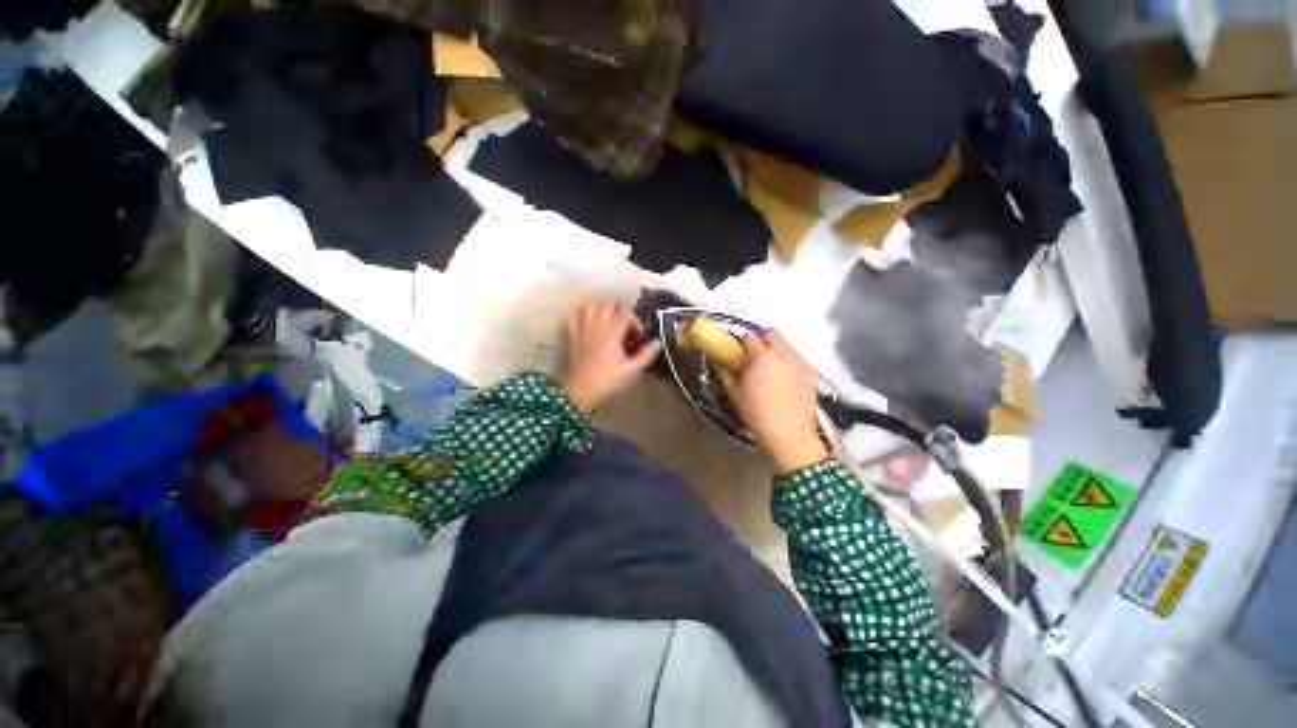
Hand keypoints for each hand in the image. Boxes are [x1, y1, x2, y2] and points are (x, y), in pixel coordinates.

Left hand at [562, 298, 661, 411]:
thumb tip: (658, 342)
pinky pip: (575, 315)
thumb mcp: (632, 370)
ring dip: (601, 309)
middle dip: (619, 310)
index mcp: (613, 331)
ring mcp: (582, 327)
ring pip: (591, 305)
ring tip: (608, 321)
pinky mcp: (571, 334)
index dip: (635, 321)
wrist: (579, 391)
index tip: (638, 336)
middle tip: (625, 325)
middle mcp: (597, 324)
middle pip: (609, 303)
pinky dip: (583, 314)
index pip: (626, 313)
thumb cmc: (608, 381)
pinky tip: (589, 323)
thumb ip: (646, 354)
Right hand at [720, 330, 827, 472]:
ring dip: (775, 351)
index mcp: (761, 357)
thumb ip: (726, 373)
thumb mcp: (735, 395)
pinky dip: (788, 362)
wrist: (790, 437)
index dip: (741, 343)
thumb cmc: (757, 416)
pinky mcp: (811, 373)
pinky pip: (796, 359)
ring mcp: (800, 362)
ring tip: (770, 370)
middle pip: (771, 333)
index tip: (737, 353)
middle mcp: (783, 354)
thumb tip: (720, 361)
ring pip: (786, 345)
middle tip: (753, 358)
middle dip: (761, 341)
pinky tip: (784, 380)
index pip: (749, 336)